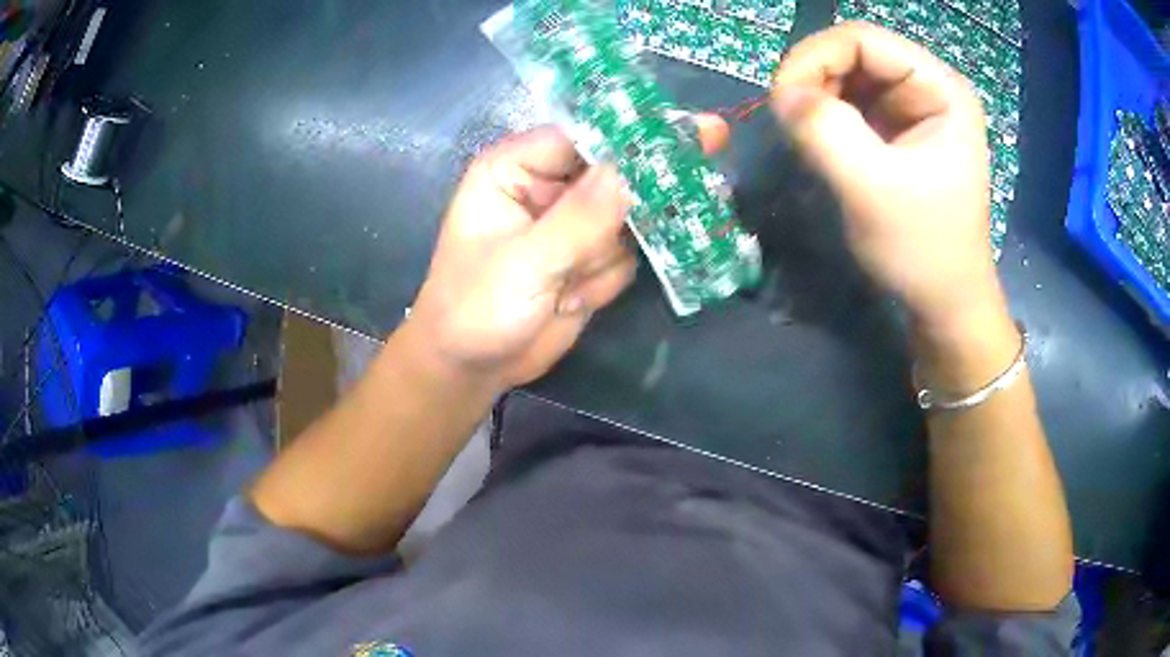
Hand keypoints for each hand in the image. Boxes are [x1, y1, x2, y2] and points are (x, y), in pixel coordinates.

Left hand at [405, 128, 636, 388]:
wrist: (472, 368)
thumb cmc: (475, 308)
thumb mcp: (524, 263)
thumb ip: (579, 219)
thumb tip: (629, 172)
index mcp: (514, 168)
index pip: (581, 136)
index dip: (626, 141)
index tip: (677, 145)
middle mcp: (547, 186)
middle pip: (614, 172)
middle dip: (629, 203)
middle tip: (655, 201)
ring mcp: (571, 222)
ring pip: (626, 219)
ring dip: (605, 258)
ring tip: (567, 286)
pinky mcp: (588, 256)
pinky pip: (625, 254)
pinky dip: (605, 280)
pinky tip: (569, 301)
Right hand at [771, 22, 1005, 335]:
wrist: (945, 302)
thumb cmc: (923, 250)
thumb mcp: (872, 190)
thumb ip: (825, 131)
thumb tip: (781, 92)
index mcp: (941, 89)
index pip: (863, 40)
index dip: (814, 58)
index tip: (782, 100)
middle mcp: (929, 86)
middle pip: (853, 53)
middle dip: (814, 80)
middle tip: (790, 122)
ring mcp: (914, 107)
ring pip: (847, 76)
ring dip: (817, 99)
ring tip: (806, 137)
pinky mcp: (899, 130)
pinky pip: (851, 103)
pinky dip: (826, 116)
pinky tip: (821, 143)